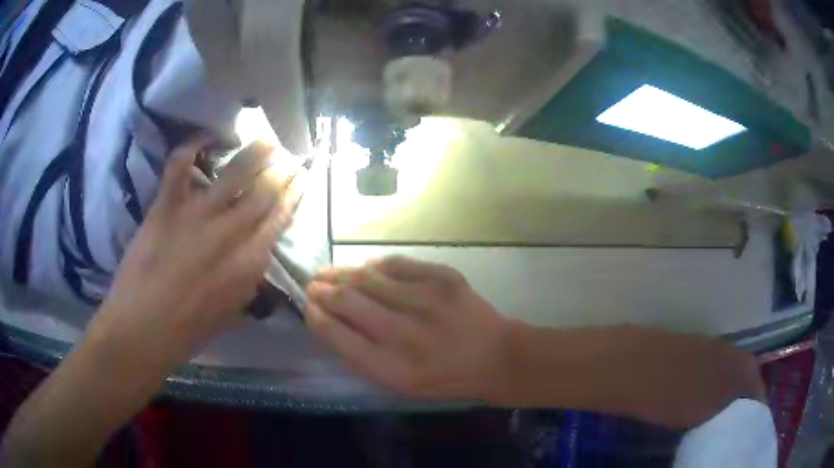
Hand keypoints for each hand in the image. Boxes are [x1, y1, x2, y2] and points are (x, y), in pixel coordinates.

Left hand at [88, 138, 302, 367]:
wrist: (143, 329)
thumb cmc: (189, 330)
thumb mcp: (231, 312)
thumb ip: (247, 278)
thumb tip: (255, 253)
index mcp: (249, 264)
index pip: (280, 219)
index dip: (293, 195)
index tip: (301, 179)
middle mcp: (230, 233)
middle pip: (264, 191)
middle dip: (282, 170)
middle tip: (289, 155)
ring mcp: (198, 215)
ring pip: (235, 172)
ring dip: (255, 152)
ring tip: (265, 140)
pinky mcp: (168, 207)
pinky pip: (180, 167)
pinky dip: (191, 147)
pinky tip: (203, 139)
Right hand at [307, 256, 510, 400]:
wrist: (495, 357)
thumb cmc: (444, 379)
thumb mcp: (401, 385)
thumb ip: (363, 359)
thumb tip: (331, 325)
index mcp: (391, 367)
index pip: (337, 335)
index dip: (316, 317)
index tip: (309, 307)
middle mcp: (405, 332)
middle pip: (348, 300)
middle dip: (323, 290)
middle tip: (314, 285)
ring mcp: (426, 300)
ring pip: (368, 277)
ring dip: (342, 272)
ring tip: (329, 272)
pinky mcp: (444, 278)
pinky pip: (398, 263)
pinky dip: (376, 265)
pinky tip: (367, 268)